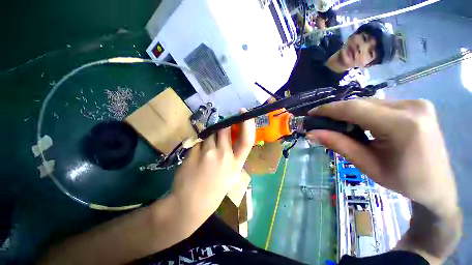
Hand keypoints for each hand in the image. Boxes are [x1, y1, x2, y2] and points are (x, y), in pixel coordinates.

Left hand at [171, 115, 255, 219]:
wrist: (190, 204)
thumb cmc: (213, 191)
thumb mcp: (230, 174)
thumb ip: (231, 156)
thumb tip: (229, 139)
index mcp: (236, 164)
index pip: (247, 140)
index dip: (248, 124)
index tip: (244, 112)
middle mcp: (224, 155)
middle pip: (224, 129)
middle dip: (222, 126)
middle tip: (219, 130)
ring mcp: (208, 153)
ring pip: (209, 134)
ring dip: (209, 137)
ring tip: (205, 150)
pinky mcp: (193, 152)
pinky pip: (198, 141)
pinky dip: (199, 144)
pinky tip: (196, 156)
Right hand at [307, 99, 457, 215]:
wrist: (438, 185)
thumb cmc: (404, 181)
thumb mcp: (367, 165)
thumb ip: (338, 145)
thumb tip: (312, 134)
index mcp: (402, 125)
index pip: (355, 108)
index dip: (328, 109)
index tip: (311, 113)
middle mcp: (411, 106)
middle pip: (362, 103)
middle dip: (336, 111)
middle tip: (320, 121)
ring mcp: (416, 103)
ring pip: (369, 102)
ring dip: (349, 112)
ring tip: (336, 124)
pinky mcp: (416, 105)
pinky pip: (380, 105)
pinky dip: (362, 112)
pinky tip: (357, 122)